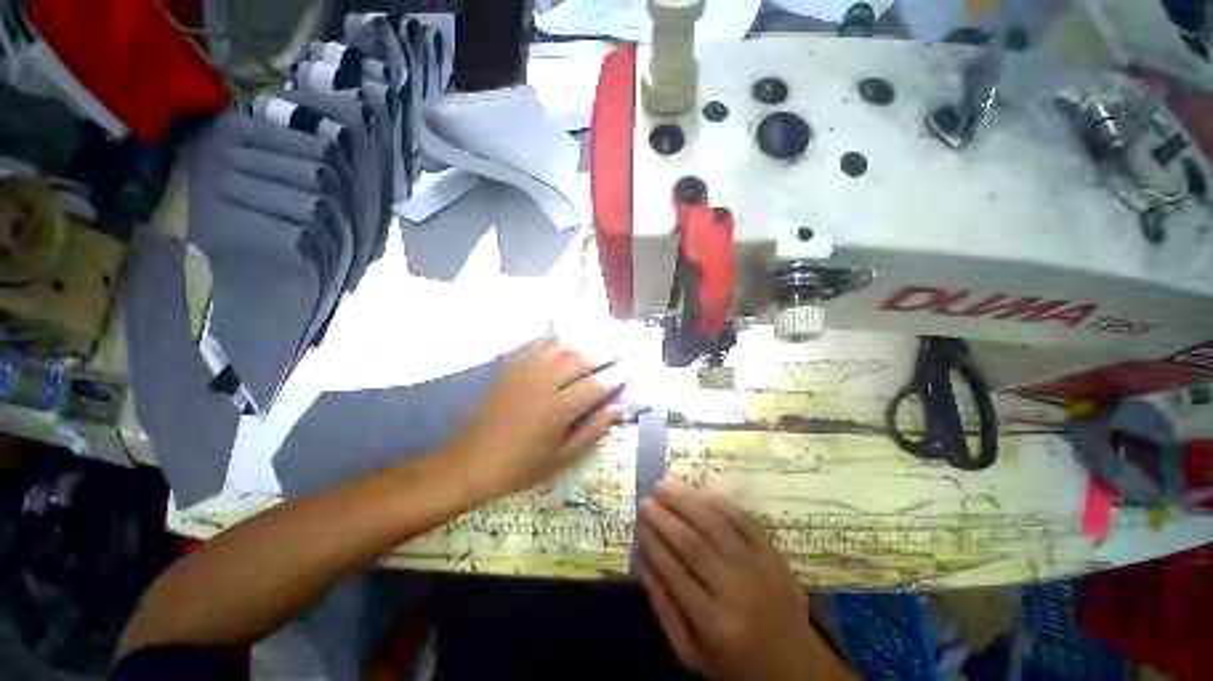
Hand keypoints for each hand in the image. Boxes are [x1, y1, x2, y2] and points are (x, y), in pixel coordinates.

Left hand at [449, 338, 623, 500]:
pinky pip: (536, 344)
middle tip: (620, 351)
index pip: (596, 384)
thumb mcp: (563, 457)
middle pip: (581, 359)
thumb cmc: (522, 466)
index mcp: (559, 408)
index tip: (629, 370)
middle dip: (604, 354)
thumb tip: (619, 408)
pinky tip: (564, 339)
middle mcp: (544, 382)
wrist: (473, 461)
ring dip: (583, 343)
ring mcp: (525, 371)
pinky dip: (554, 339)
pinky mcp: (511, 367)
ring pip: (561, 347)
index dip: (615, 376)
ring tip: (598, 343)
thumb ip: (594, 430)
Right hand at [639, 480, 849, 680]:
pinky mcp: (774, 554)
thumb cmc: (736, 663)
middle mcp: (738, 591)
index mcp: (716, 625)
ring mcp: (760, 568)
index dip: (654, 544)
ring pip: (717, 525)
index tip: (638, 525)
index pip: (675, 573)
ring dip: (687, 501)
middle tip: (646, 500)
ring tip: (665, 485)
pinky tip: (699, 491)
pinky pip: (745, 520)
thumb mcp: (693, 656)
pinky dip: (720, 502)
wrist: (796, 666)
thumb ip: (664, 611)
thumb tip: (643, 564)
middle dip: (665, 518)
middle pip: (694, 544)